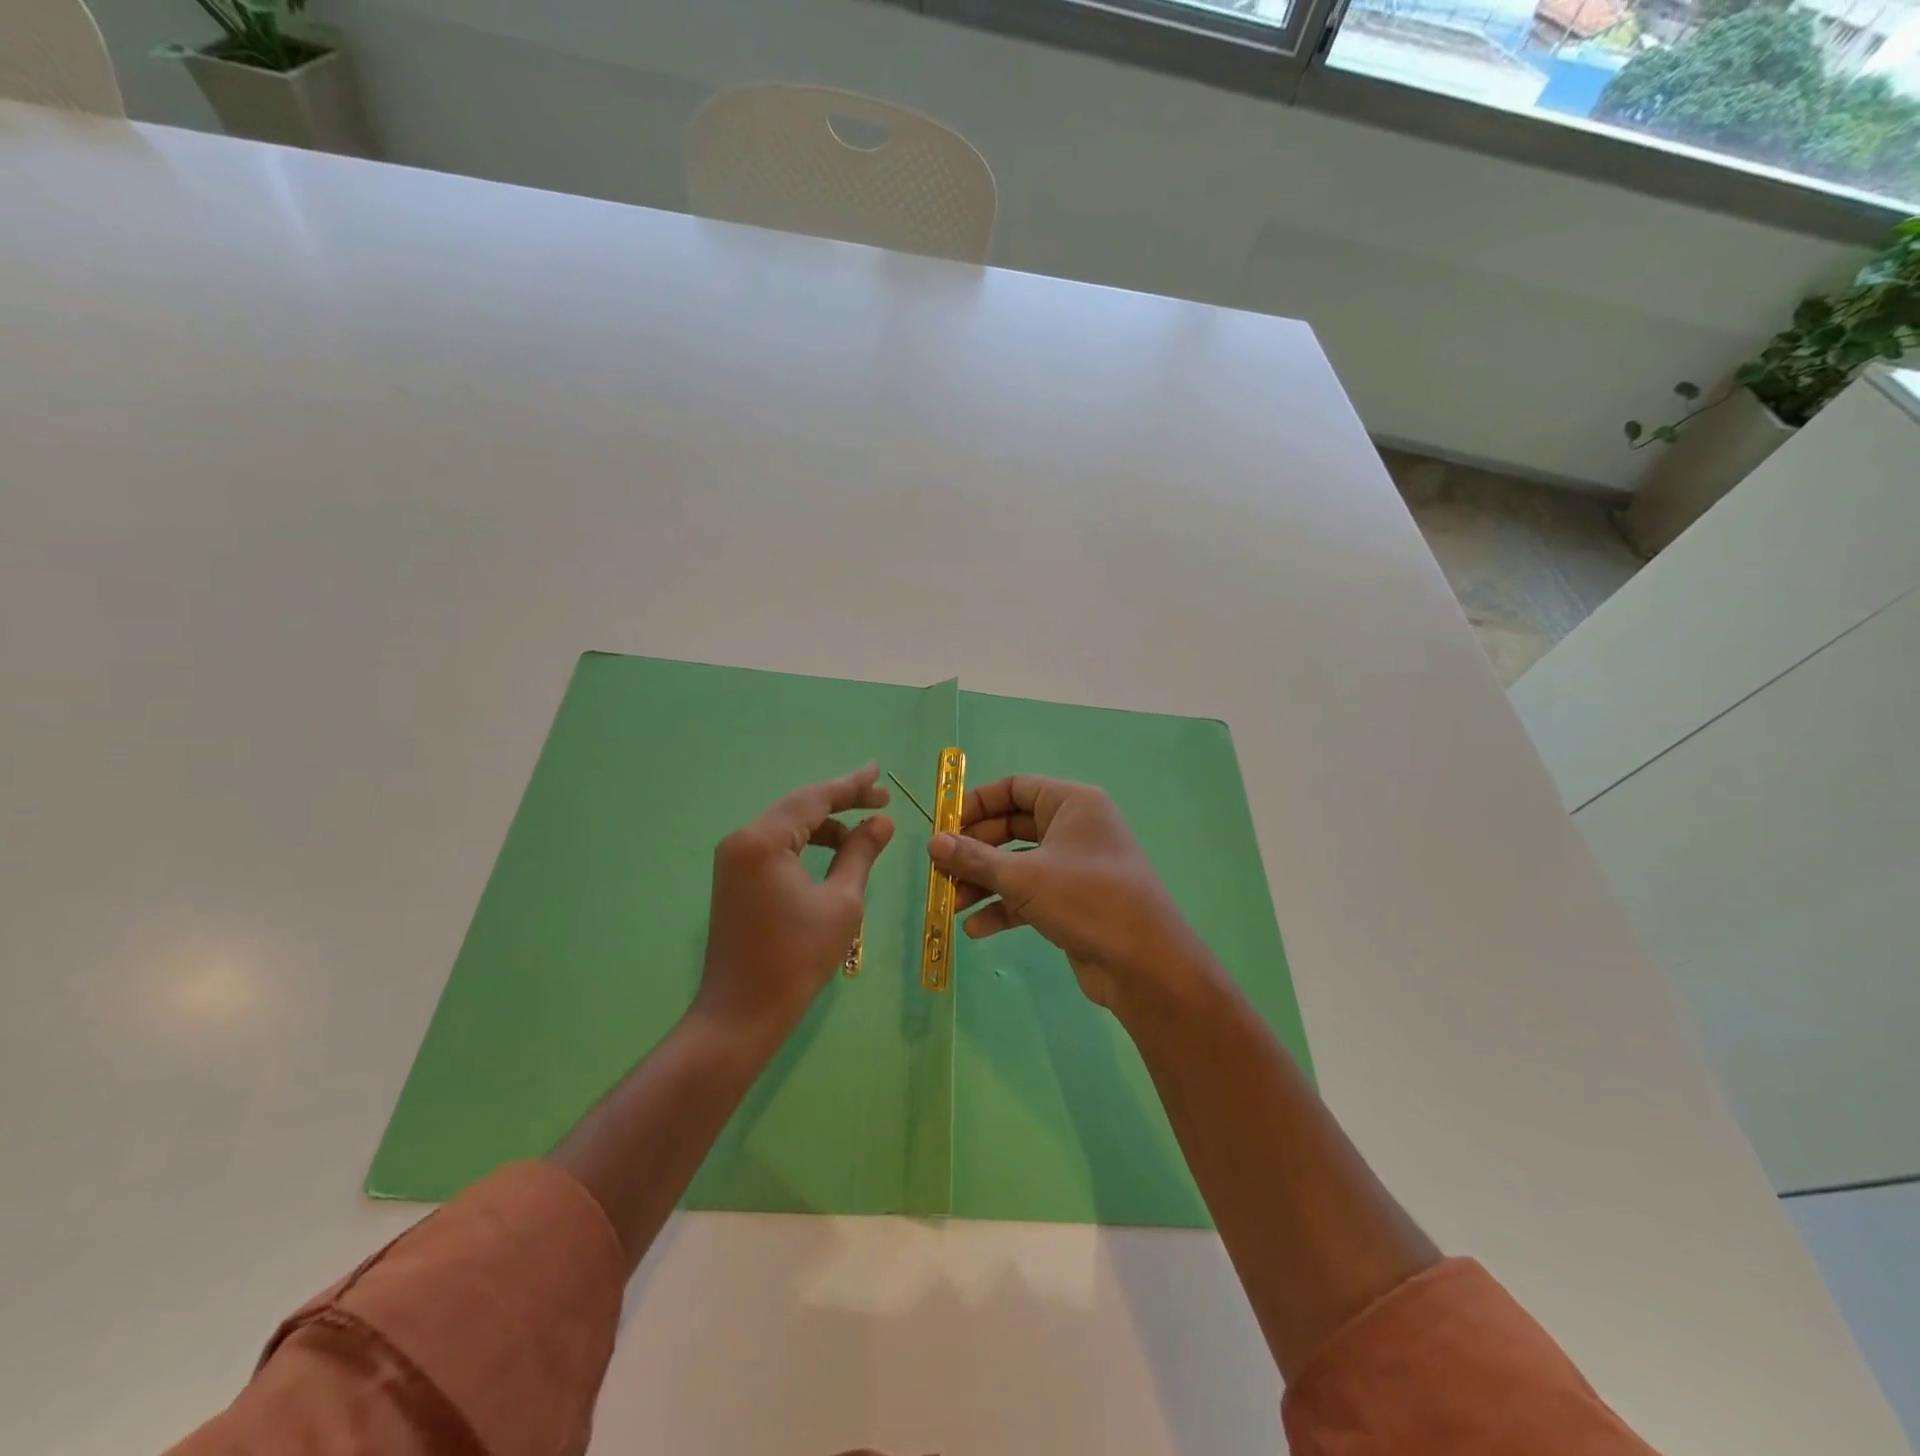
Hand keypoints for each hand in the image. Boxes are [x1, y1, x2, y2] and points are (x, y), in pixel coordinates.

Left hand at [694, 765, 894, 1043]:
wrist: (741, 1013)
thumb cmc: (797, 958)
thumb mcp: (842, 902)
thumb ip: (861, 853)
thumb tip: (882, 822)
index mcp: (764, 841)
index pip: (814, 799)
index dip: (851, 786)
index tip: (879, 774)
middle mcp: (742, 840)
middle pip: (799, 807)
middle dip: (841, 801)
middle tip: (881, 799)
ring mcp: (734, 860)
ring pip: (787, 826)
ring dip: (825, 824)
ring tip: (864, 830)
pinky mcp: (735, 879)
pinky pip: (776, 846)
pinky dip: (806, 844)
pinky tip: (834, 851)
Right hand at [927, 775, 1211, 1013]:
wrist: (1144, 963)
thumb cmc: (1085, 899)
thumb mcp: (1022, 876)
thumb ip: (974, 858)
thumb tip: (933, 842)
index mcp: (1071, 803)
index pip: (1014, 788)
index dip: (976, 804)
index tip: (943, 826)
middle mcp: (1074, 828)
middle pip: (1011, 828)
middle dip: (974, 851)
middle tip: (941, 870)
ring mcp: (1075, 866)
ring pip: (1018, 864)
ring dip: (983, 883)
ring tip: (951, 905)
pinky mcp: (1073, 901)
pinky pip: (1030, 895)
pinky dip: (1004, 908)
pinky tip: (975, 929)